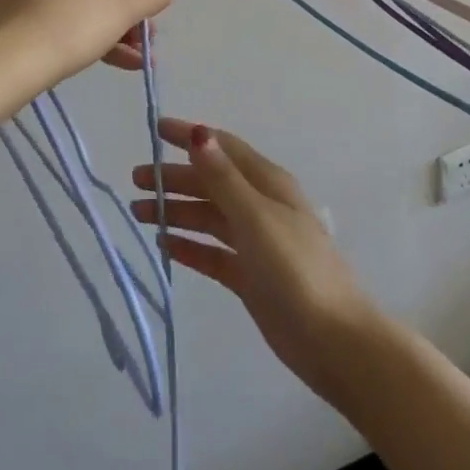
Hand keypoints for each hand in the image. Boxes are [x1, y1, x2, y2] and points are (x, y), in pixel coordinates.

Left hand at [0, 0, 171, 87]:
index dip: (134, 1)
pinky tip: (95, 57)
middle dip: (122, 18)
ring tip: (124, 62)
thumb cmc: (74, 22)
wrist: (9, 58)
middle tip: (136, 51)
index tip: (137, 32)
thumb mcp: (126, 8)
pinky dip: (75, 28)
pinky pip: (55, 7)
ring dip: (105, 28)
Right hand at [132, 120, 381, 398]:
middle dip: (175, 177)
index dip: (190, 136)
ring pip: (208, 217)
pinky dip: (188, 246)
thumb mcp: (256, 217)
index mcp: (268, 183)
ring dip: (176, 211)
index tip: (155, 129)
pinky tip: (164, 245)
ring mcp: (255, 242)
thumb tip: (197, 132)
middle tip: (136, 181)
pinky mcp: (249, 276)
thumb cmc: (296, 269)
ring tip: (139, 213)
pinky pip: (212, 253)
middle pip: (211, 182)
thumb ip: (223, 178)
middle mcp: (260, 206)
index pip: (223, 148)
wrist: (334, 340)